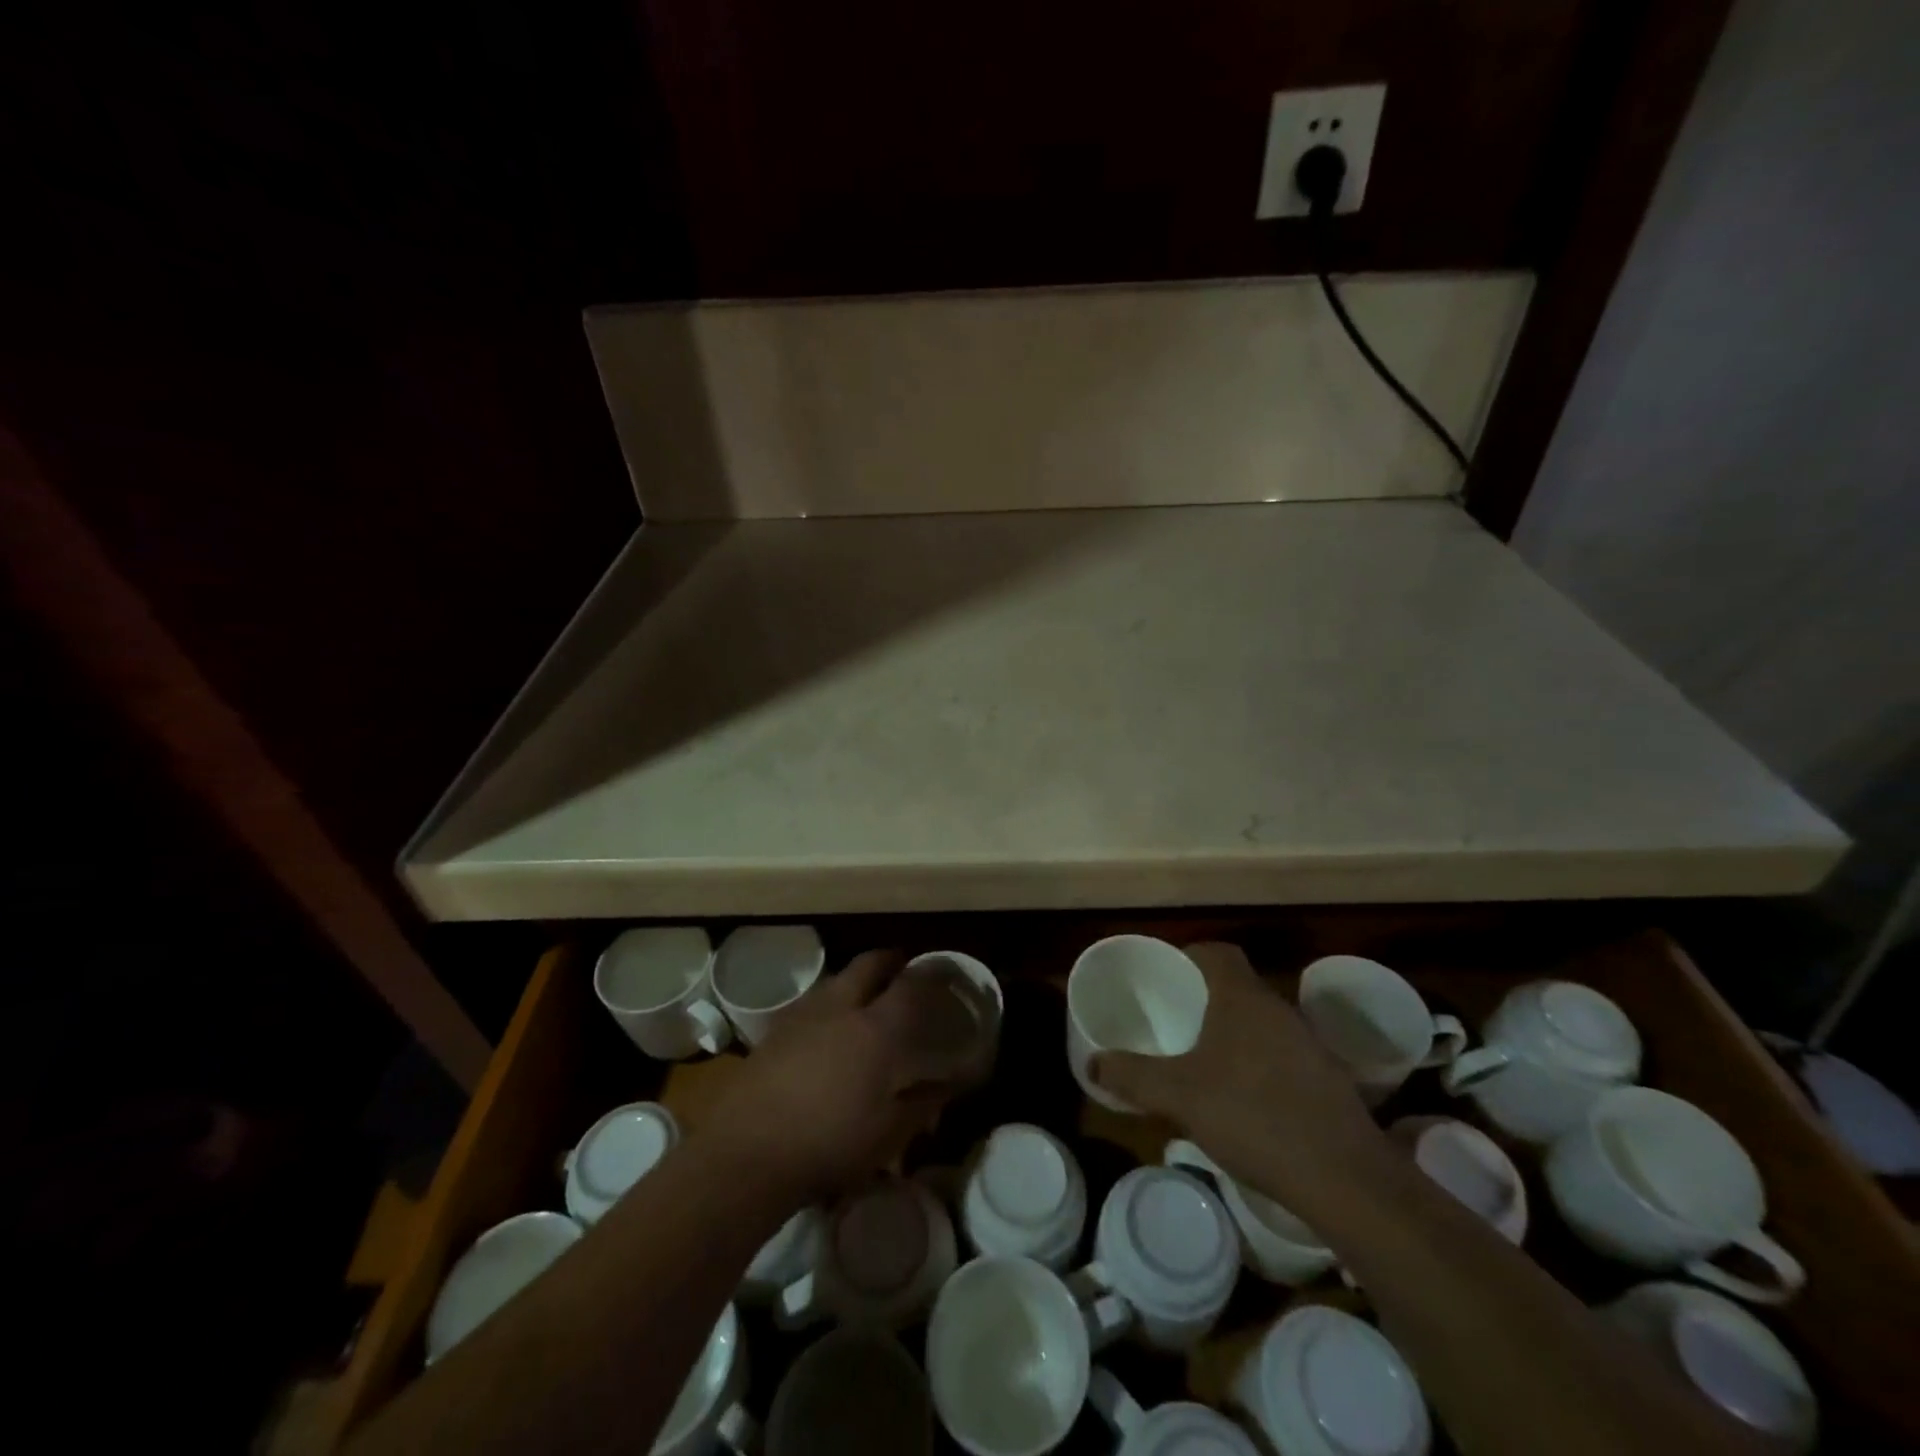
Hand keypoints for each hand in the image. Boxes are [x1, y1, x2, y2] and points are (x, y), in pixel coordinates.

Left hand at [705, 950, 960, 1205]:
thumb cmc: (829, 1143)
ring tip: (864, 997)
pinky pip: (809, 1002)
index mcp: (875, 1028)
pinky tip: (825, 1029)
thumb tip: (949, 1085)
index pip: (911, 985)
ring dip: (854, 979)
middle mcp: (840, 1008)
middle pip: (868, 965)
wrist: (747, 1153)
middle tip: (901, 967)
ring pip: (835, 979)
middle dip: (888, 960)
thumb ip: (922, 1103)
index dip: (930, 974)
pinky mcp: (773, 1032)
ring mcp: (802, 1015)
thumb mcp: (888, 1133)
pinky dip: (826, 1004)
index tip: (943, 971)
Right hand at [1092, 942, 1391, 1218]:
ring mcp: (1310, 1045)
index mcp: (1242, 998)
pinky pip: (1285, 1056)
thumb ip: (1132, 1076)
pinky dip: (1263, 1066)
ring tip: (1207, 1063)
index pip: (1217, 952)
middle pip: (1239, 987)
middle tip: (1178, 1022)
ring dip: (1237, 1034)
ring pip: (1263, 1023)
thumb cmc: (1252, 1115)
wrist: (1344, 1177)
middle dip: (1208, 1000)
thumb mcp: (1178, 1096)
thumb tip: (1093, 1063)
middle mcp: (1279, 1009)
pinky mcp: (1331, 1080)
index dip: (1190, 956)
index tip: (1168, 977)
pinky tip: (1248, 1102)